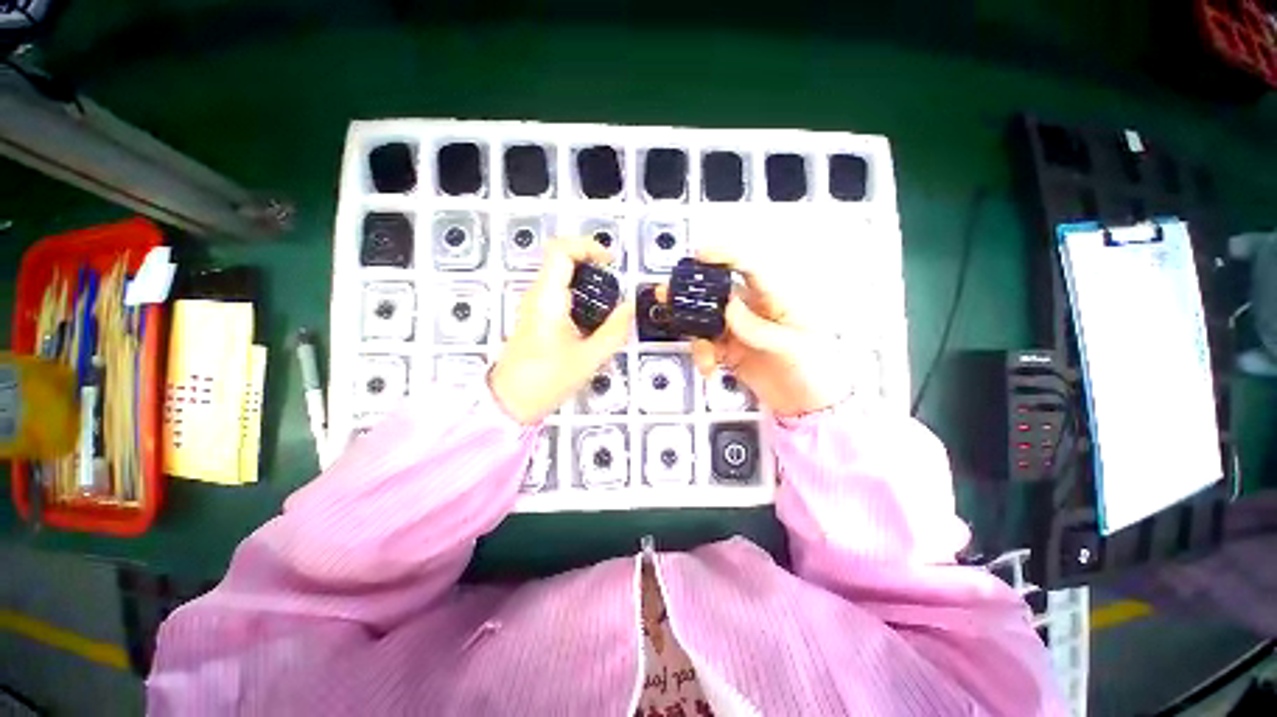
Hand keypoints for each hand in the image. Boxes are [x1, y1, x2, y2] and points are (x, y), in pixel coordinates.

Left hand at [490, 238, 635, 423]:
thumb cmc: (548, 380)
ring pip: (561, 275)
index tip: (611, 262)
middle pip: (562, 259)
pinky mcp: (536, 316)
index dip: (588, 246)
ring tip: (608, 304)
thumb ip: (614, 330)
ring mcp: (535, 305)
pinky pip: (559, 292)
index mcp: (548, 299)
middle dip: (592, 264)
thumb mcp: (589, 358)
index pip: (561, 250)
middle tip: (614, 286)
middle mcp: (538, 295)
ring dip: (587, 280)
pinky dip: (580, 295)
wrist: (511, 402)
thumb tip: (630, 306)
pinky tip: (594, 318)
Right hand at [661, 249, 853, 416]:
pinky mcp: (730, 352)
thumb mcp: (793, 347)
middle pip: (719, 292)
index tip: (700, 256)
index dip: (724, 257)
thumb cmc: (814, 370)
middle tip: (669, 292)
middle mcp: (754, 312)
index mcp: (776, 300)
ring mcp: (739, 332)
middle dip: (693, 291)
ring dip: (692, 328)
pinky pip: (708, 346)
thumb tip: (729, 307)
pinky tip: (708, 367)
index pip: (749, 269)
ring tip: (695, 346)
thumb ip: (759, 328)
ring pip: (707, 320)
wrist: (807, 405)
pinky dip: (702, 355)